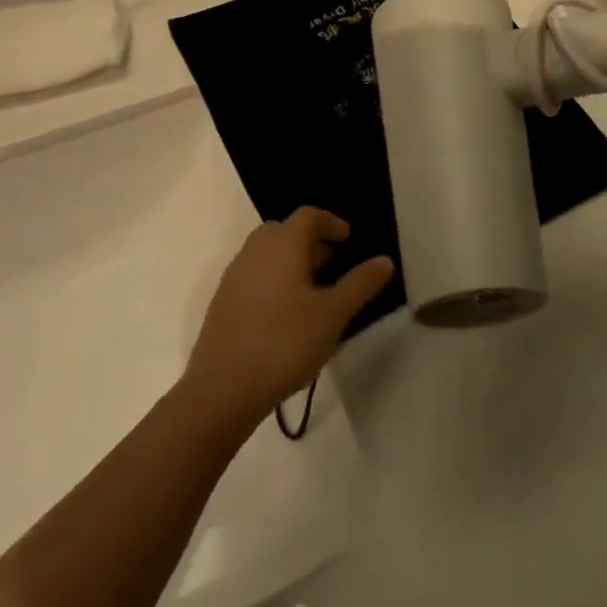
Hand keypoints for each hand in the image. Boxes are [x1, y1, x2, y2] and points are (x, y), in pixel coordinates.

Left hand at [182, 207, 392, 433]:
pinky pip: (252, 277)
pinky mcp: (221, 304)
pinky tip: (284, 315)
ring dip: (290, 262)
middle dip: (309, 242)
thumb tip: (385, 260)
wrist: (222, 390)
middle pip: (283, 231)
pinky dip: (272, 281)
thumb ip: (360, 284)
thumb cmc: (285, 343)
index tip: (347, 240)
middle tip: (331, 264)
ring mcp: (234, 277)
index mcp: (283, 245)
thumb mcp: (333, 315)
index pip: (308, 216)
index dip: (330, 223)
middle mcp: (255, 252)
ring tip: (312, 292)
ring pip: (265, 254)